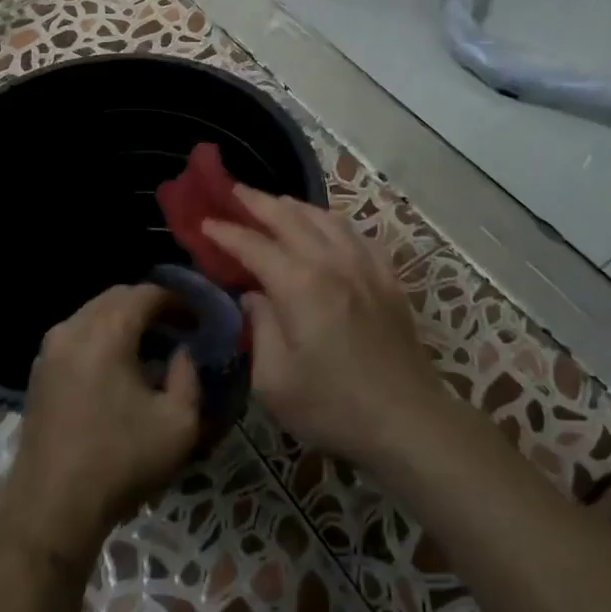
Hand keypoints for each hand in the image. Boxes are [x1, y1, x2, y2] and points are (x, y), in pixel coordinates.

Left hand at [0, 284, 201, 560]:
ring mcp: (50, 350)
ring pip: (93, 314)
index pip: (147, 293)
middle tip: (178, 328)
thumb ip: (189, 376)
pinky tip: (119, 366)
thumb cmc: (120, 461)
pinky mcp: (39, 373)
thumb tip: (182, 353)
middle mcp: (73, 328)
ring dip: (124, 321)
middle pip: (117, 297)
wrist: (51, 509)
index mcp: (107, 332)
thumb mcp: (178, 423)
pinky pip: (77, 335)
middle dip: (150, 306)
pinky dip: (101, 337)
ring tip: (151, 346)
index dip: (178, 300)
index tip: (198, 319)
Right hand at [204, 188, 445, 466]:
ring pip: (326, 218)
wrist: (406, 420)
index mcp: (300, 285)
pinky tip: (328, 229)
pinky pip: (357, 235)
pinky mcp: (387, 278)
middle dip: (257, 202)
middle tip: (232, 191)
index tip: (204, 222)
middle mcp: (332, 262)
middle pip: (290, 217)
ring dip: (295, 206)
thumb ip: (259, 328)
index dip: (226, 232)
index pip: (254, 245)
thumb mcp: (274, 380)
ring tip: (275, 204)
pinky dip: (333, 223)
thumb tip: (254, 295)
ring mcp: (365, 266)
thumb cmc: (332, 406)